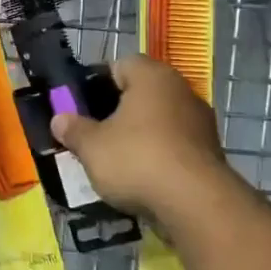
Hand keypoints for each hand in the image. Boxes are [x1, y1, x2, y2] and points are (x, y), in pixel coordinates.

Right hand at [49, 55, 233, 225]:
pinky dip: (158, 155)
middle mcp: (181, 90)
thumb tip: (60, 119)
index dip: (97, 83)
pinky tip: (142, 177)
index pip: (120, 65)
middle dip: (117, 111)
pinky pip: (174, 145)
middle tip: (94, 133)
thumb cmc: (137, 160)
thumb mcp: (91, 147)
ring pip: (159, 120)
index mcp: (152, 77)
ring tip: (116, 160)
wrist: (196, 204)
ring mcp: (200, 122)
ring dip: (140, 135)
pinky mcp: (211, 152)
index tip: (80, 106)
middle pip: (141, 93)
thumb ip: (74, 130)